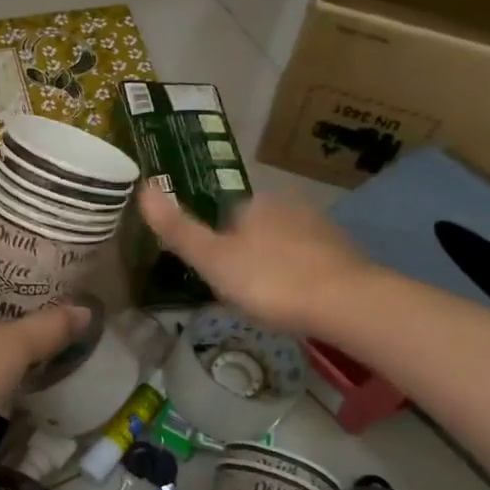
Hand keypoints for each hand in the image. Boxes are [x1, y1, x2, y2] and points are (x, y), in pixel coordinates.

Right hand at [137, 184, 374, 336]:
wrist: (345, 303)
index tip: (220, 278)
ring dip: (277, 266)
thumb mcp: (213, 260)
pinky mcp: (346, 253)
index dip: (219, 248)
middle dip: (249, 255)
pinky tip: (301, 302)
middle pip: (257, 229)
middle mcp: (290, 205)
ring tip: (272, 302)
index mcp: (255, 203)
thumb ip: (178, 229)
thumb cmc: (270, 281)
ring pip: (286, 244)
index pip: (226, 217)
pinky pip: (312, 261)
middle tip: (245, 294)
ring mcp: (322, 228)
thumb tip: (143, 187)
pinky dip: (303, 277)